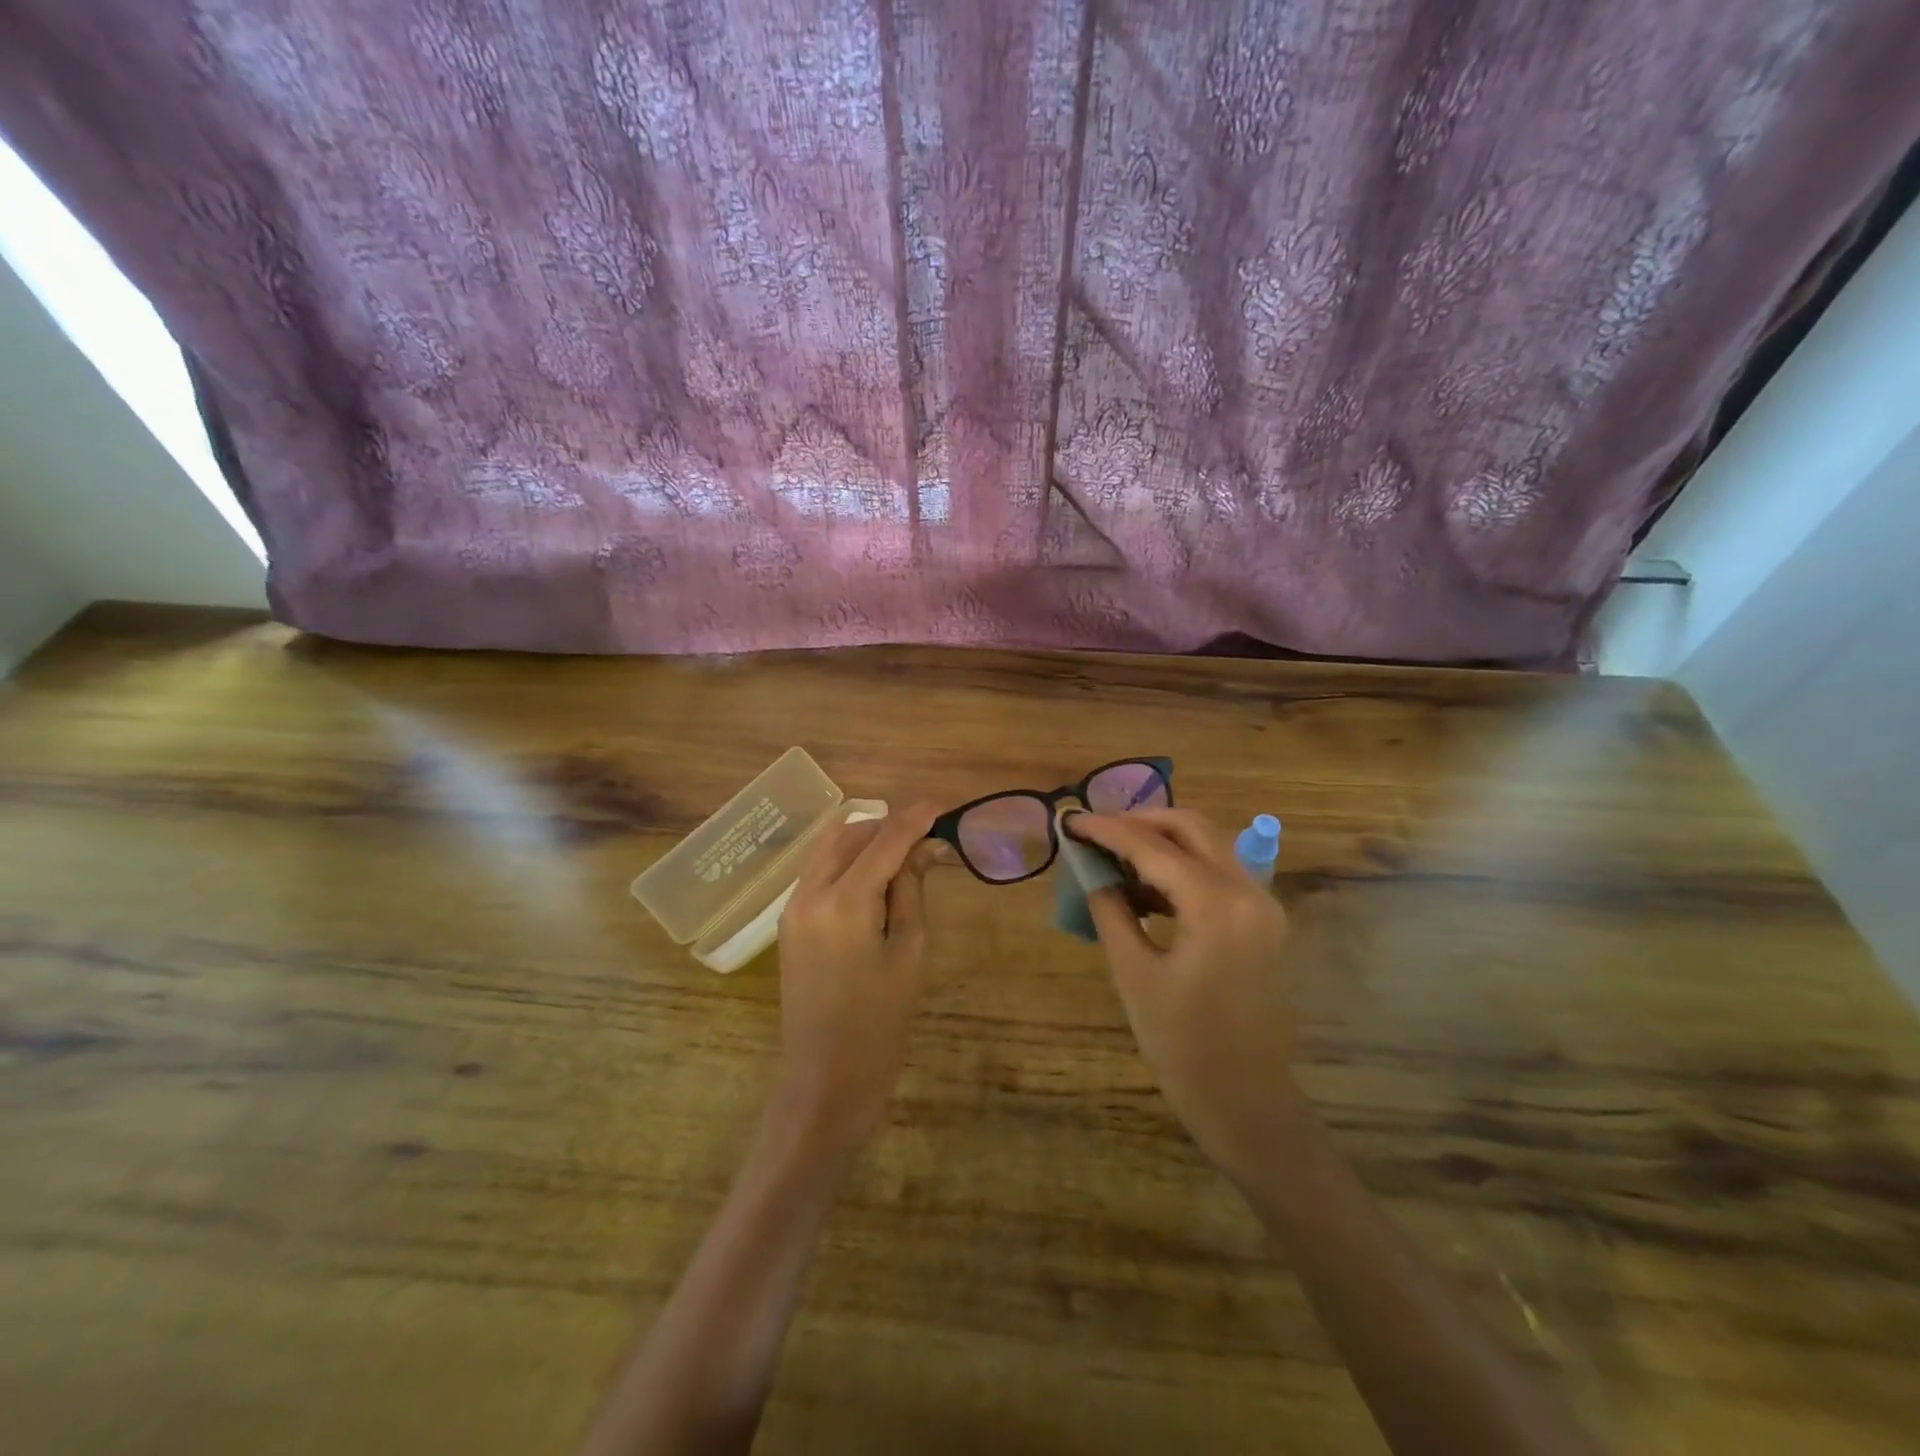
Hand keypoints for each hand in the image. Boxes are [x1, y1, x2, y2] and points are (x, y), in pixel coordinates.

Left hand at [771, 803, 939, 1153]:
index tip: (939, 805)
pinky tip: (876, 876)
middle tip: (925, 835)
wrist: (826, 1078)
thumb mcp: (909, 951)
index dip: (913, 819)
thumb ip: (911, 890)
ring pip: (829, 849)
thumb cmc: (880, 1022)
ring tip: (904, 853)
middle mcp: (809, 893)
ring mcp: (793, 907)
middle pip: (848, 834)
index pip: (883, 841)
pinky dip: (848, 862)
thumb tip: (924, 848)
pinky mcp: (789, 922)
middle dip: (886, 826)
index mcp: (844, 902)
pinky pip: (820, 872)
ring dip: (865, 841)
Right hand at [1068, 809, 1302, 1174]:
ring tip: (1112, 856)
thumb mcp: (1134, 973)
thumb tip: (1088, 868)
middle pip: (1190, 827)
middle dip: (1139, 822)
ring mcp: (1262, 905)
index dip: (1107, 830)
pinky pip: (1218, 872)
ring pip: (1208, 845)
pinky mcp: (1262, 921)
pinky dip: (1180, 866)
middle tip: (1095, 833)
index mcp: (1217, 905)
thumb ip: (1110, 909)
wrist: (1246, 1101)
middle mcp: (1248, 891)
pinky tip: (1144, 886)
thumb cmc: (1182, 1044)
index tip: (1071, 821)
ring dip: (1161, 841)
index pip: (1153, 847)